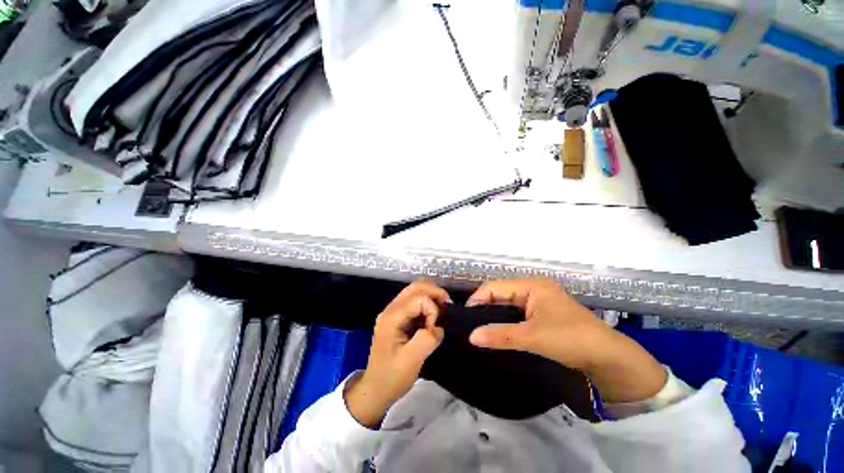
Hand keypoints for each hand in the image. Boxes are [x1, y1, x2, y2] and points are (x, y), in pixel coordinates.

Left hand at [344, 281, 448, 427]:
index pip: (418, 298)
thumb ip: (428, 339)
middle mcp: (391, 309)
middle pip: (415, 287)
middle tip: (448, 305)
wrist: (375, 389)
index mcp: (392, 317)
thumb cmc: (391, 377)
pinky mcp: (397, 317)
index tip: (434, 329)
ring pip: (414, 291)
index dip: (432, 309)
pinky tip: (434, 314)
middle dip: (435, 292)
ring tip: (443, 308)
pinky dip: (427, 302)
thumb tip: (439, 327)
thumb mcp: (412, 360)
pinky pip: (413, 301)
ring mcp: (393, 312)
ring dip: (431, 295)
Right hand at [466, 279, 666, 402]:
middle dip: (484, 306)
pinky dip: (505, 320)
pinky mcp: (542, 314)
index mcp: (531, 285)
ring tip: (478, 327)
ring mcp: (539, 301)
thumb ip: (501, 336)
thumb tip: (471, 336)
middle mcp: (533, 288)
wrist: (610, 358)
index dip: (478, 298)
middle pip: (501, 293)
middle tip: (469, 323)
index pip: (495, 286)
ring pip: (508, 304)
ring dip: (494, 314)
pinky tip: (496, 330)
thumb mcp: (533, 337)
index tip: (465, 316)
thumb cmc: (571, 339)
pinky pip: (516, 313)